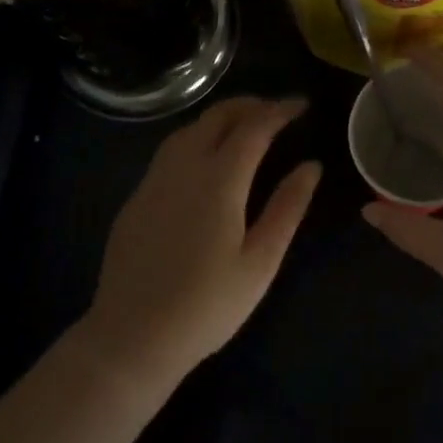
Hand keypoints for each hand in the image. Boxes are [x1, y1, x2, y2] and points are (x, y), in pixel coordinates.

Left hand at [84, 97, 319, 385]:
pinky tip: (206, 157)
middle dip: (251, 104)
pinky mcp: (137, 197)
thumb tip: (312, 166)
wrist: (131, 338)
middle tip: (277, 110)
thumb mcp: (260, 262)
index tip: (302, 105)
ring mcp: (154, 180)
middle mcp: (184, 167)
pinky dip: (197, 137)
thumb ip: (287, 207)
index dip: (280, 110)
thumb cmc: (207, 306)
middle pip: (218, 116)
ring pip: (190, 128)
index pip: (254, 126)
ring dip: (221, 117)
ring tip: (245, 126)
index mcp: (219, 180)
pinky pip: (171, 150)